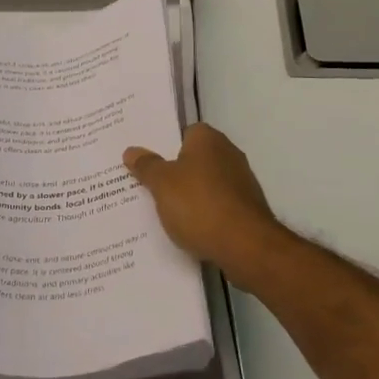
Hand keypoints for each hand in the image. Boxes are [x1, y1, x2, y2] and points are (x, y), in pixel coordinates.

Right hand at [124, 123, 285, 278]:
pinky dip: (204, 213)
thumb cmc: (199, 204)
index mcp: (207, 138)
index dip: (164, 146)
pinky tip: (188, 228)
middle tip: (147, 185)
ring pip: (205, 183)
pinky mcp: (247, 208)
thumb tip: (131, 151)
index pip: (182, 132)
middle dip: (174, 172)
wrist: (246, 245)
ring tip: (162, 211)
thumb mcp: (162, 184)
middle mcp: (228, 152)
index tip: (146, 161)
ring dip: (189, 195)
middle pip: (194, 158)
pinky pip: (217, 205)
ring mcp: (241, 181)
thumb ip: (146, 166)